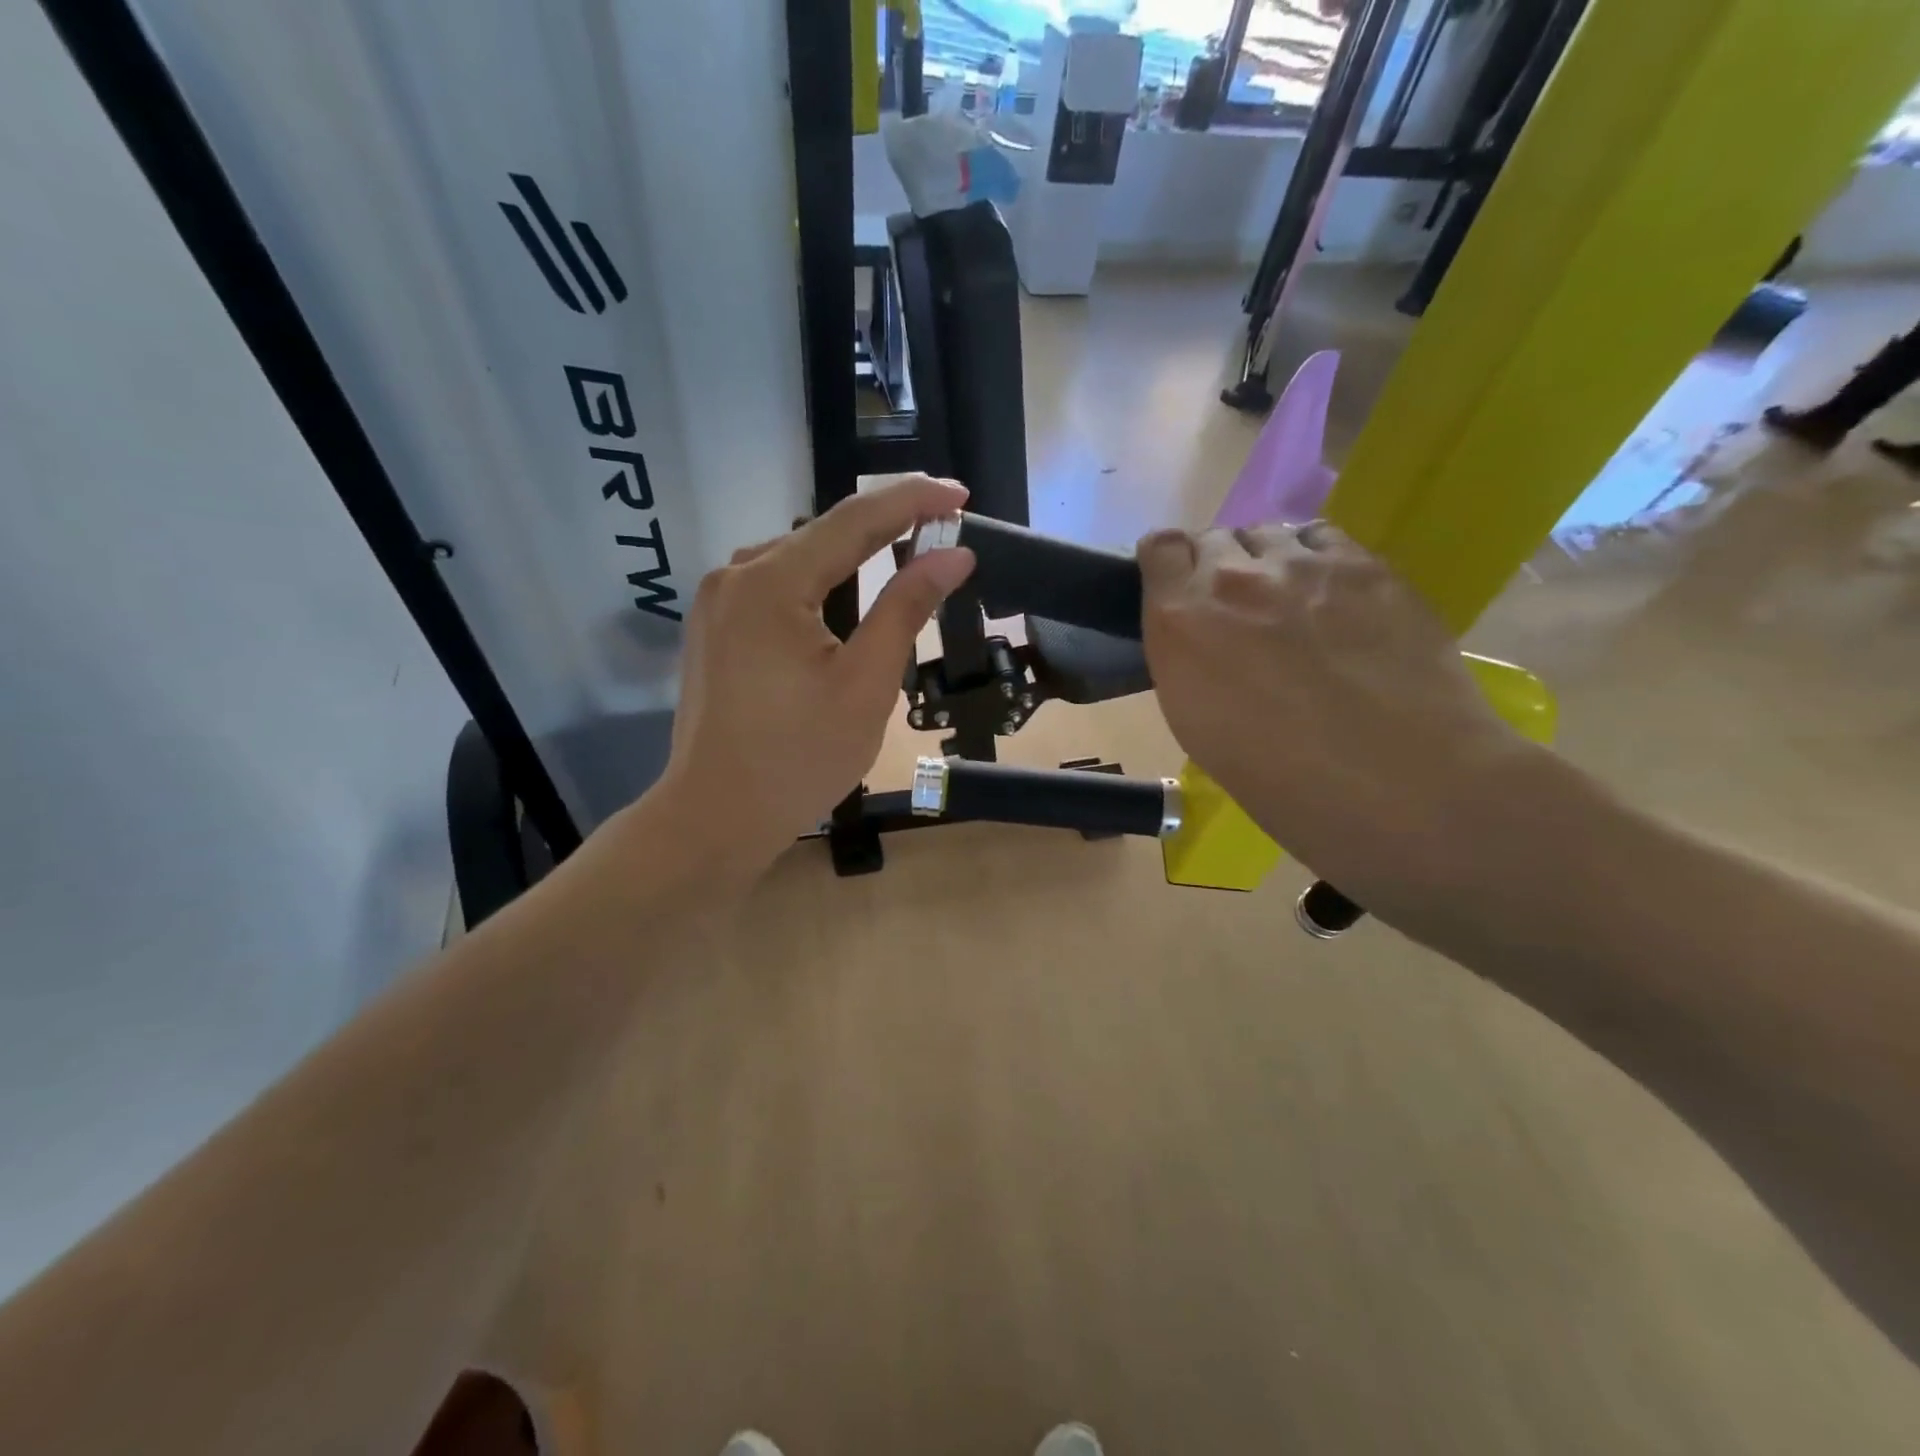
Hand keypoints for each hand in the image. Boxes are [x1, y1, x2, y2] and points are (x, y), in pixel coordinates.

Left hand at [647, 475, 975, 873]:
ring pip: (799, 561)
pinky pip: (776, 587)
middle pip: (822, 535)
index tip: (960, 492)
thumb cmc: (799, 758)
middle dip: (884, 529)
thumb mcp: (866, 684)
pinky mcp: (714, 628)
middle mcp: (735, 576)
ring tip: (904, 564)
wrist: (715, 817)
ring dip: (851, 559)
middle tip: (942, 531)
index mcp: (771, 583)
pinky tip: (845, 606)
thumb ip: (906, 609)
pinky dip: (820, 587)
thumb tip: (952, 554)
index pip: (854, 520)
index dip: (912, 501)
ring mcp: (717, 602)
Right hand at [1138, 522, 1524, 889]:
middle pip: (1215, 537)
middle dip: (1216, 565)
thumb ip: (1185, 659)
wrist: (1393, 782)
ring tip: (1289, 602)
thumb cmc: (1275, 777)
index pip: (1160, 549)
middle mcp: (1235, 577)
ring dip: (1267, 560)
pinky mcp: (1368, 567)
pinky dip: (1318, 560)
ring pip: (1271, 534)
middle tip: (1236, 609)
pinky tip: (1334, 598)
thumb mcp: (1195, 722)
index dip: (1167, 565)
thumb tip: (1199, 637)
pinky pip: (1327, 539)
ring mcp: (1306, 565)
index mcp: (1181, 620)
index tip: (1176, 589)